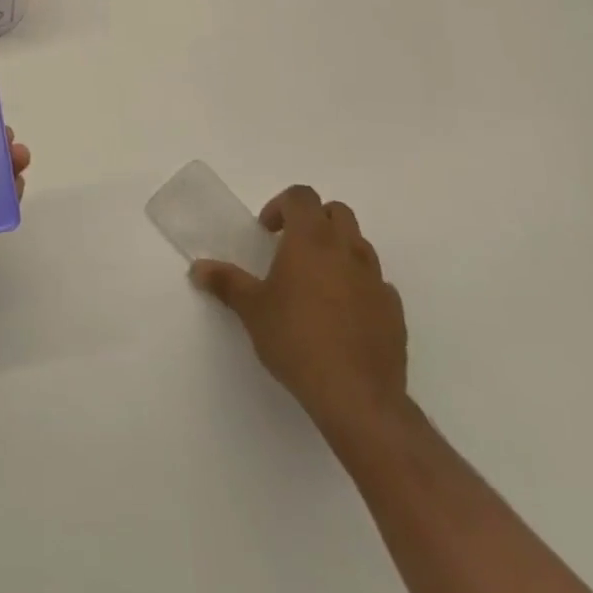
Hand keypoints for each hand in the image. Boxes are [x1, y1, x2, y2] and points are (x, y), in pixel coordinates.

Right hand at [192, 187, 407, 446]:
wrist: (357, 396)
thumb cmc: (296, 340)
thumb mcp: (252, 310)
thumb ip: (226, 283)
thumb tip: (197, 268)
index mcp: (311, 239)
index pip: (301, 196)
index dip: (281, 205)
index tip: (268, 232)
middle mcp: (347, 249)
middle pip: (336, 212)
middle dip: (314, 220)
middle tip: (292, 248)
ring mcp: (375, 279)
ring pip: (359, 245)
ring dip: (338, 251)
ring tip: (317, 283)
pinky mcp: (394, 311)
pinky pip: (376, 283)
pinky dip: (359, 285)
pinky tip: (343, 314)